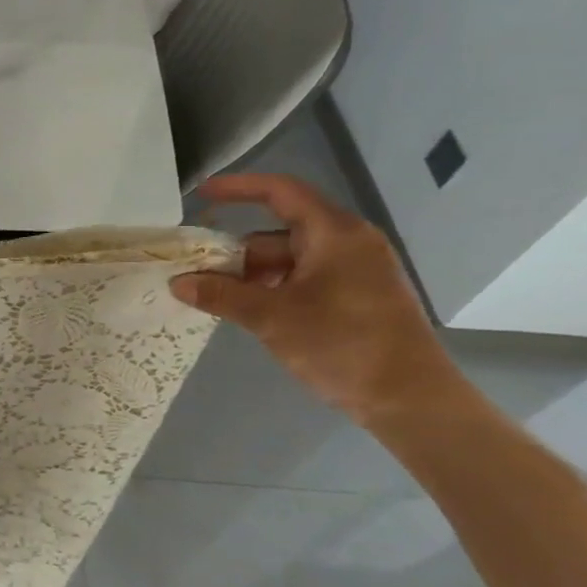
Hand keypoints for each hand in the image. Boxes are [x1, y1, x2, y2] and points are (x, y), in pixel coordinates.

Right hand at [170, 174, 461, 425]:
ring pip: (290, 259)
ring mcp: (356, 271)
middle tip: (197, 270)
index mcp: (334, 233)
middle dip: (236, 250)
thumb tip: (177, 282)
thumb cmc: (341, 344)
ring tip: (217, 298)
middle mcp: (348, 243)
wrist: (410, 399)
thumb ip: (221, 295)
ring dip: (252, 274)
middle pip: (279, 231)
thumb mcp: (271, 317)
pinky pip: (305, 279)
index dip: (238, 188)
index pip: (280, 192)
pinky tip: (250, 312)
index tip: (201, 195)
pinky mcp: (358, 296)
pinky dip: (273, 288)